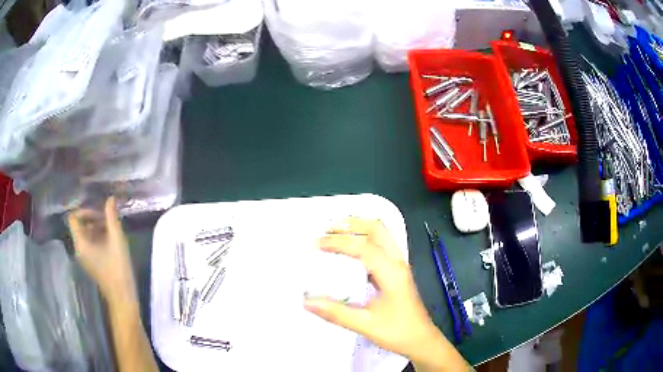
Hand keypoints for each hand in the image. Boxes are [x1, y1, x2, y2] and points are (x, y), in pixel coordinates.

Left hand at [67, 197, 135, 303]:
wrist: (122, 297)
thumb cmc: (118, 268)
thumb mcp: (116, 239)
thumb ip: (111, 217)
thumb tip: (110, 198)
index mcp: (80, 243)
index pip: (73, 218)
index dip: (84, 210)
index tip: (99, 212)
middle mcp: (78, 249)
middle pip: (79, 225)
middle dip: (93, 218)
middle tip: (108, 219)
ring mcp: (84, 257)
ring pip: (85, 234)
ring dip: (96, 227)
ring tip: (111, 229)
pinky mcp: (91, 263)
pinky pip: (89, 244)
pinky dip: (97, 237)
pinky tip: (111, 241)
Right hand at [303, 217, 447, 363]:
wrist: (422, 340)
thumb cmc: (398, 332)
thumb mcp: (366, 325)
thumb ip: (336, 313)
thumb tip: (306, 301)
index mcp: (392, 273)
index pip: (364, 247)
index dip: (339, 242)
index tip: (317, 244)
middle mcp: (398, 263)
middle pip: (378, 229)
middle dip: (352, 223)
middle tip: (328, 228)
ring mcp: (399, 266)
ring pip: (382, 235)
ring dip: (359, 228)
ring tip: (336, 232)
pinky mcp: (397, 272)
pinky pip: (382, 246)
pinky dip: (365, 239)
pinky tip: (351, 251)